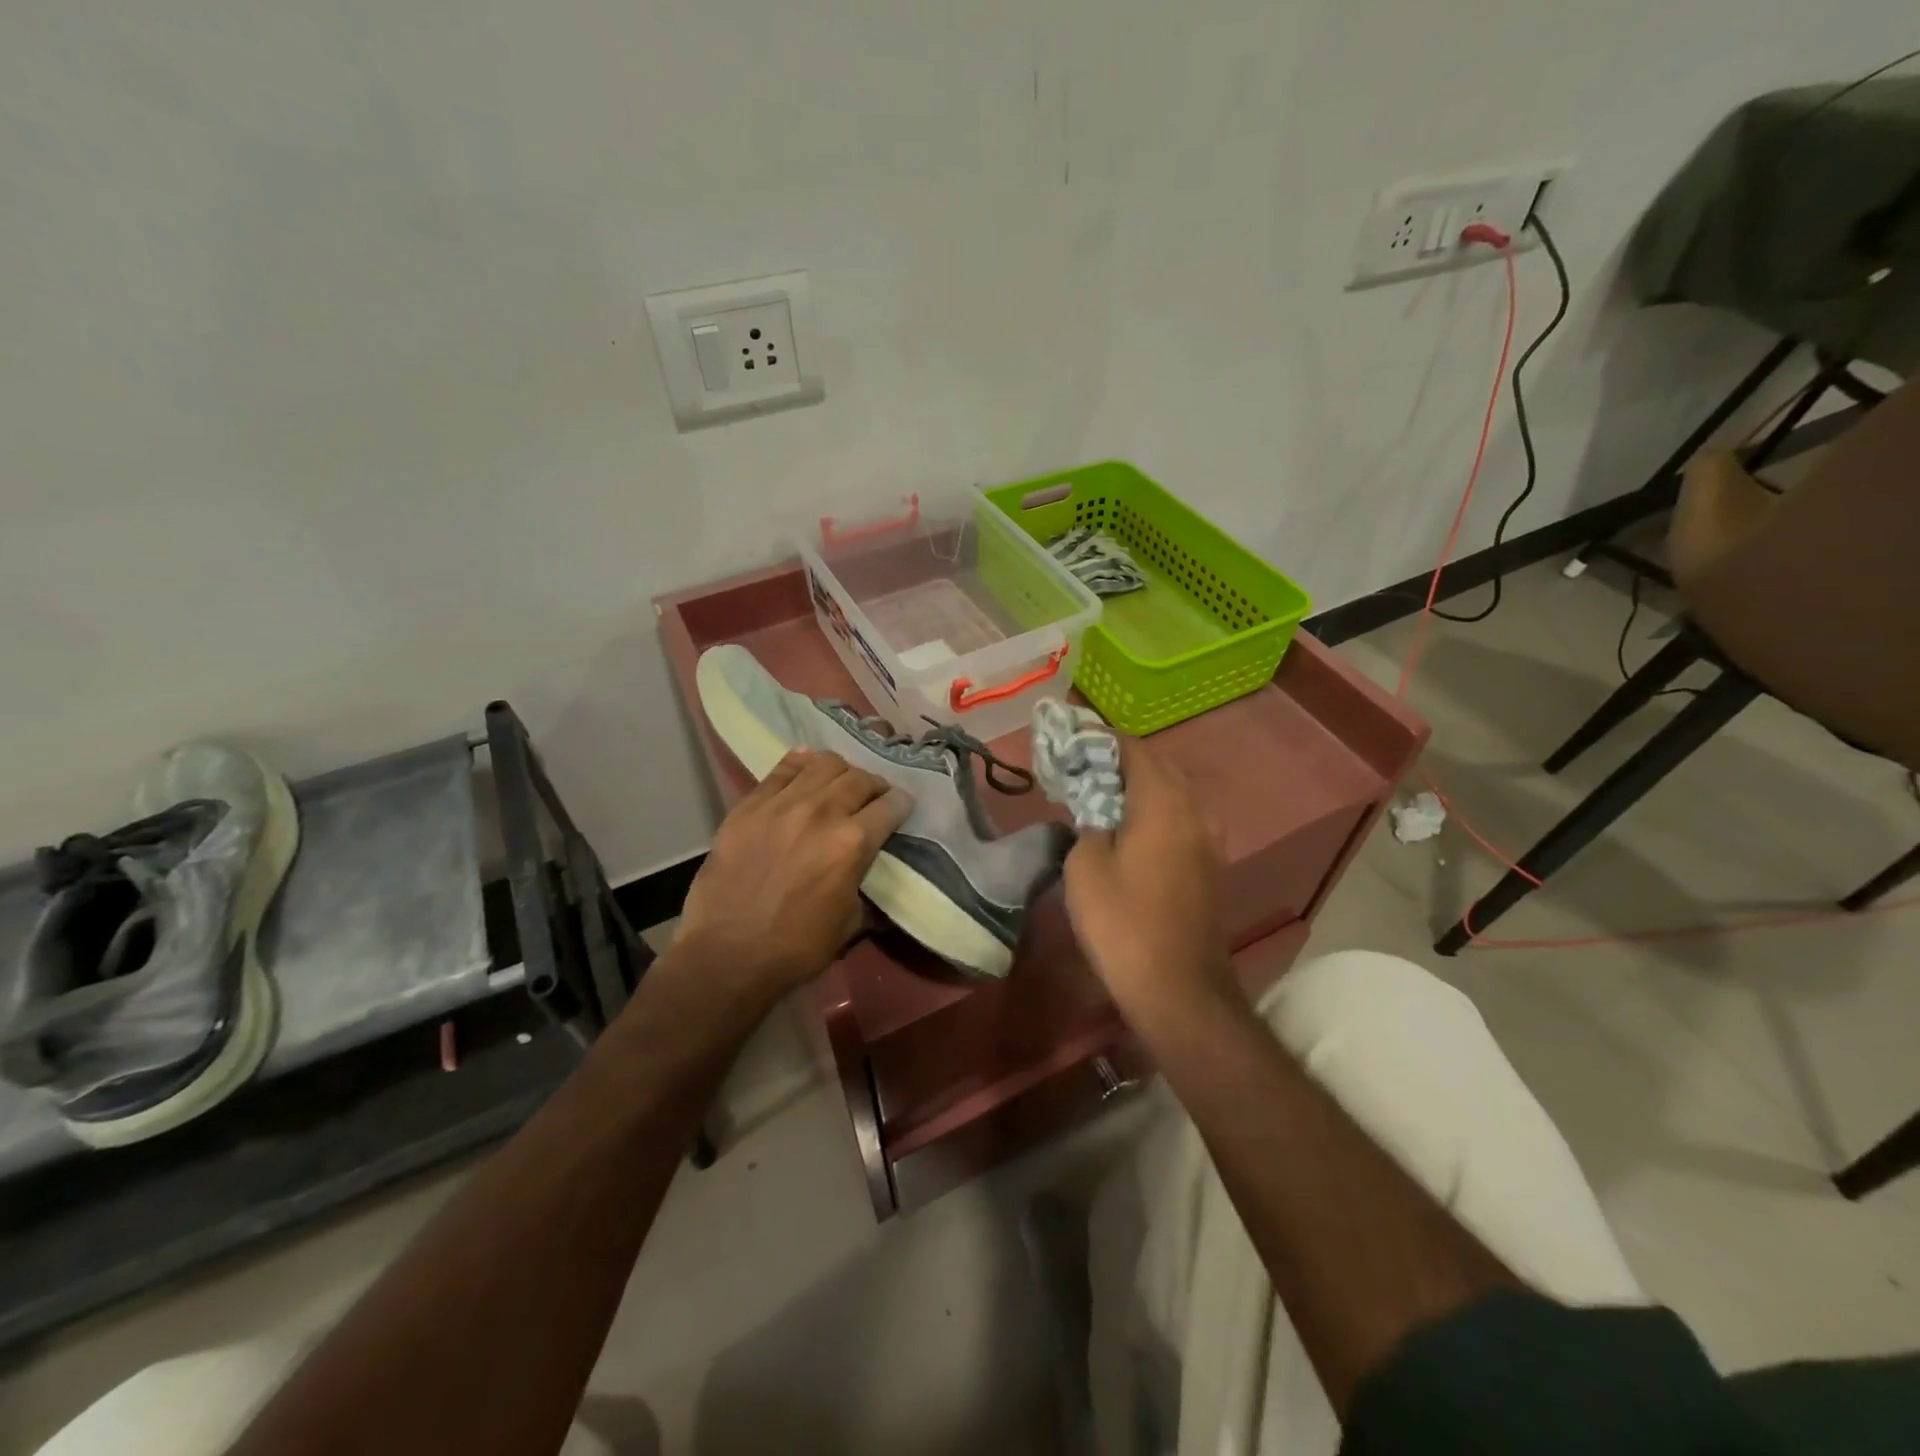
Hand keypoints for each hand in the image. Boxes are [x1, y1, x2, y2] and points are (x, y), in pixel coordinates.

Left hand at [677, 750, 908, 998]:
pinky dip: (801, 763)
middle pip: (860, 778)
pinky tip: (806, 768)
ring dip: (840, 771)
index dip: (901, 805)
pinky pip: (782, 769)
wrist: (726, 954)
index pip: (891, 806)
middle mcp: (822, 812)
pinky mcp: (750, 804)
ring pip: (823, 764)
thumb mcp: (850, 922)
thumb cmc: (795, 948)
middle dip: (874, 786)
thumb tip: (865, 866)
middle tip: (872, 797)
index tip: (900, 809)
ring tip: (838, 783)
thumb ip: (862, 881)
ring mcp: (782, 804)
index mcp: (853, 843)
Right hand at [1063, 741, 1232, 1015]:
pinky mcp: (1212, 863)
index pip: (1133, 748)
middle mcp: (1195, 808)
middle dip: (1120, 762)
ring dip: (1141, 787)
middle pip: (1158, 766)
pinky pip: (1182, 818)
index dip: (1100, 740)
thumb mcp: (1085, 867)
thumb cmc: (1123, 922)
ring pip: (1174, 792)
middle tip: (1083, 770)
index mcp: (1163, 800)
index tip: (1071, 743)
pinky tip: (1131, 830)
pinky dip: (1156, 812)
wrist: (1178, 986)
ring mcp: (1210, 837)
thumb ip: (1088, 824)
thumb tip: (1096, 814)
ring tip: (1104, 797)